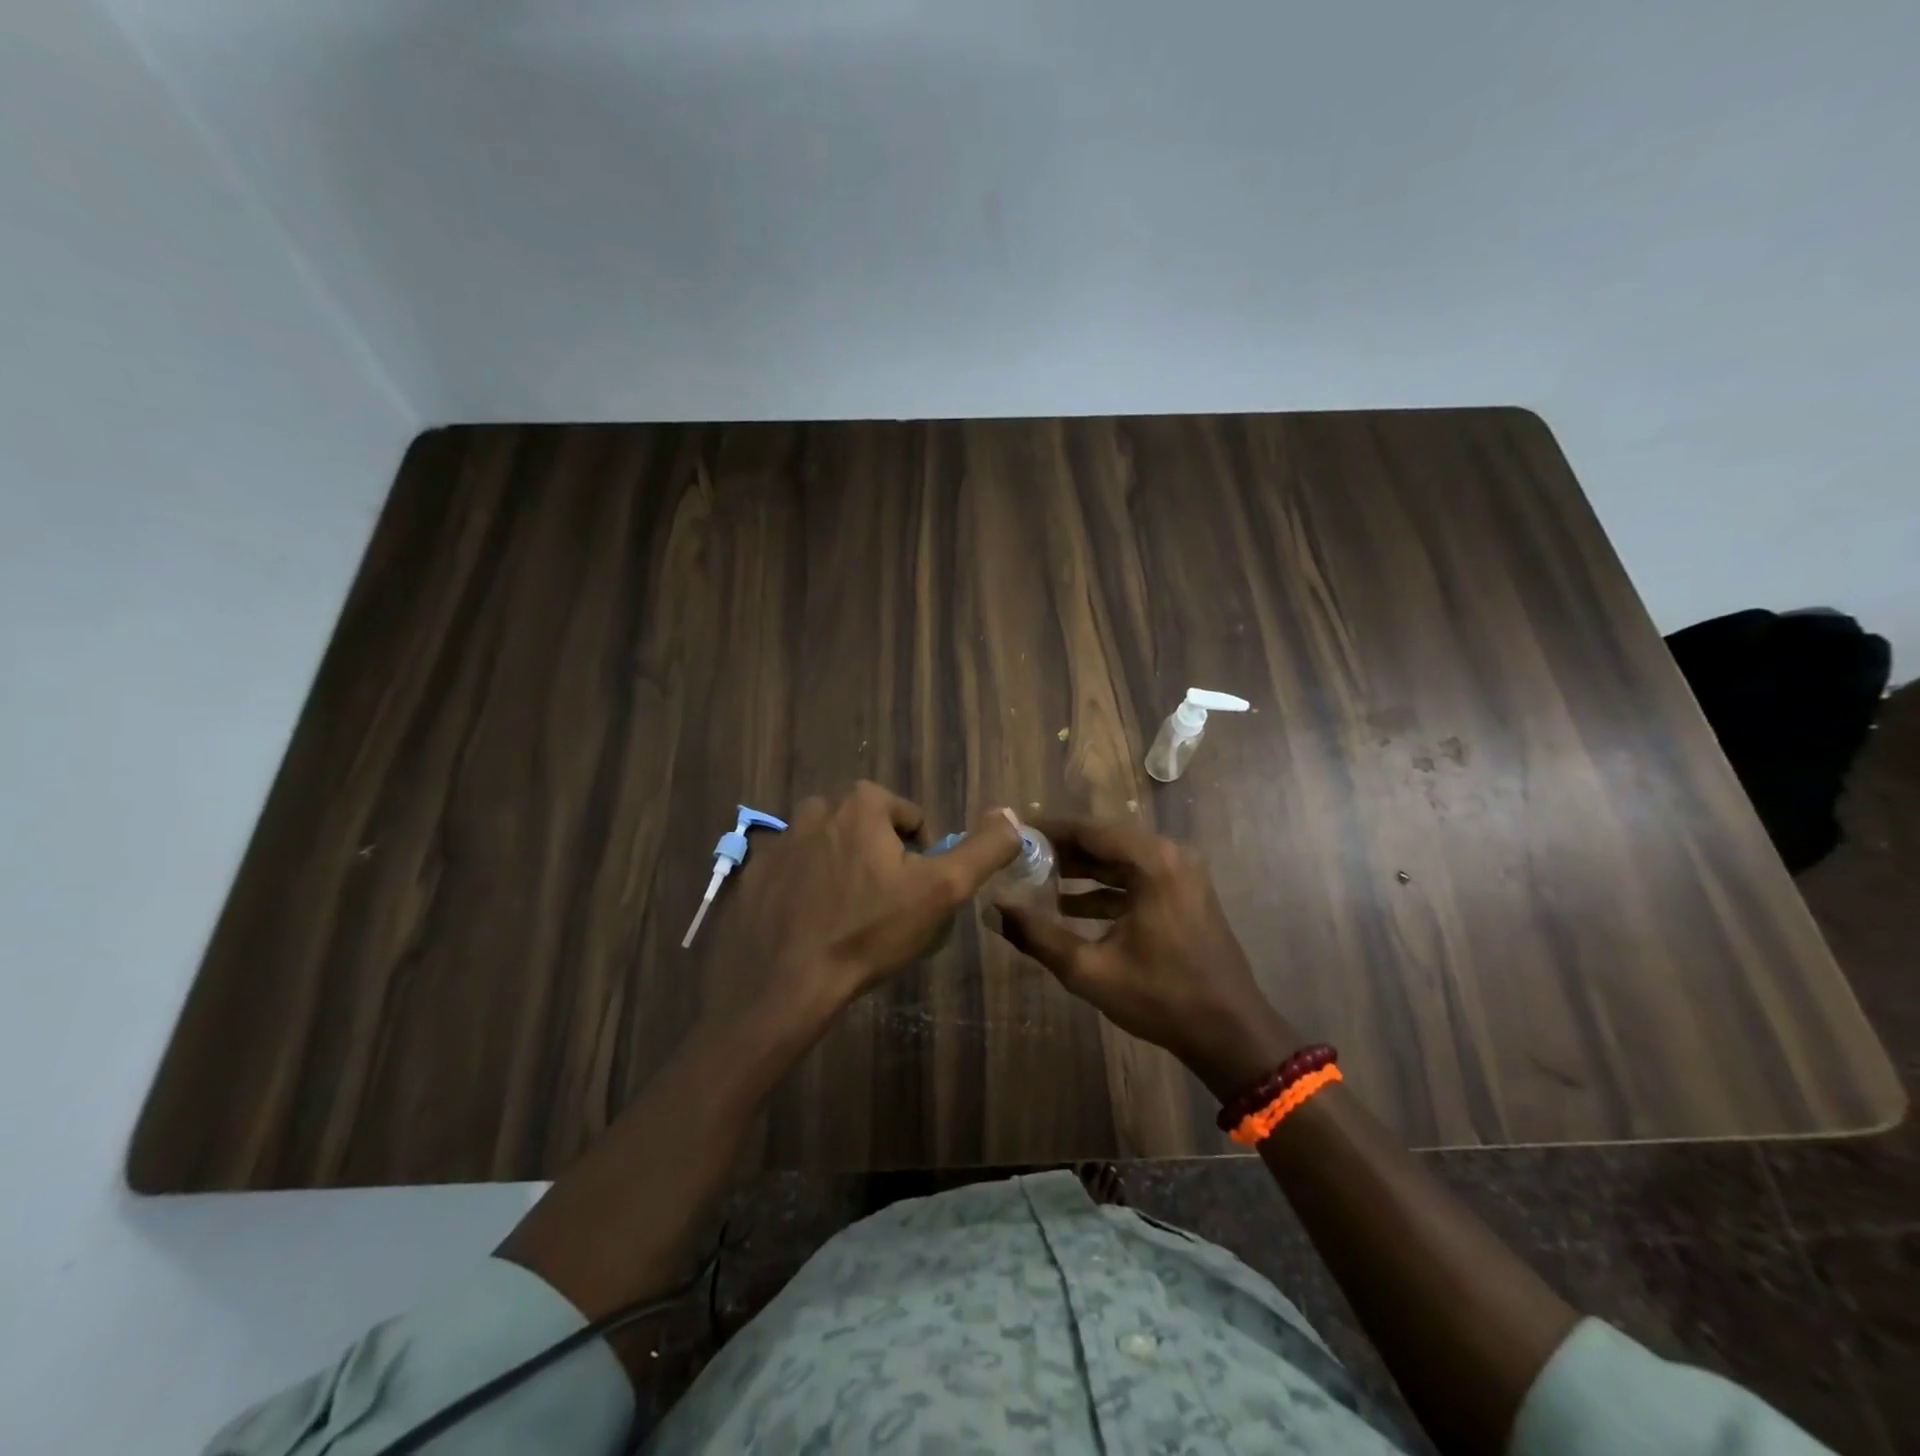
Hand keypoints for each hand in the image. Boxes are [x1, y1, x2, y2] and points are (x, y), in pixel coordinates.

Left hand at [703, 782, 1021, 1040]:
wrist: (785, 984)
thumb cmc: (869, 931)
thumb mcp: (942, 891)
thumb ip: (983, 849)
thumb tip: (1011, 814)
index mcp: (862, 803)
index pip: (910, 819)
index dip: (921, 857)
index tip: (912, 895)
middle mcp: (816, 808)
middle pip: (868, 829)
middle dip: (879, 859)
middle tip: (882, 907)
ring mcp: (778, 840)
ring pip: (829, 847)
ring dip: (842, 870)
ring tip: (846, 917)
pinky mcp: (752, 872)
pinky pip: (792, 870)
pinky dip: (805, 888)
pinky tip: (810, 924)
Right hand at [989, 818, 1301, 1101]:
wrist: (1230, 1033)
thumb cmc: (1160, 997)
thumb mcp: (1089, 969)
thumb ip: (1037, 935)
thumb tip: (994, 908)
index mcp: (1151, 861)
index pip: (1088, 830)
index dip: (1048, 831)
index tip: (1013, 835)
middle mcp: (1169, 855)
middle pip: (1104, 841)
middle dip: (1061, 851)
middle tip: (1018, 859)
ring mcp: (1181, 874)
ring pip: (1119, 860)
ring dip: (1081, 870)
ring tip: (1035, 881)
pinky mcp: (1184, 893)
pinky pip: (1136, 878)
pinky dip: (1104, 888)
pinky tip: (1069, 907)